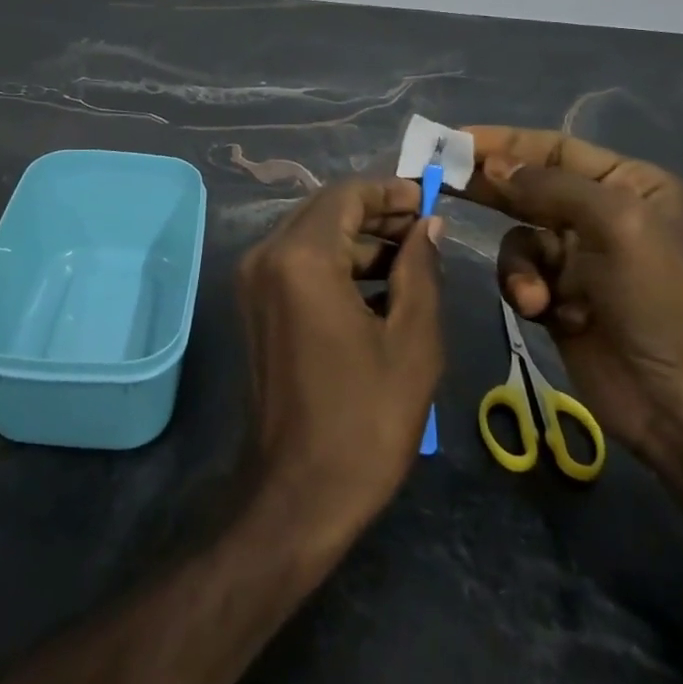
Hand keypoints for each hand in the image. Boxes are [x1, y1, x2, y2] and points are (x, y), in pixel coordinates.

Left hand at [235, 179, 443, 547]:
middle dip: (376, 212)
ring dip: (358, 239)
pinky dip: (335, 263)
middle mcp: (266, 256)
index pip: (346, 194)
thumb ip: (420, 269)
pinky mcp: (253, 305)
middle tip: (424, 228)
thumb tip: (428, 225)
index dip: (391, 190)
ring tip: (410, 259)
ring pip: (311, 234)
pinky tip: (377, 286)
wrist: (299, 493)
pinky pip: (298, 263)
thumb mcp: (412, 341)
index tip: (430, 199)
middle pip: (325, 209)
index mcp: (301, 258)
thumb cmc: (365, 419)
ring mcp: (252, 281)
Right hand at [459, 126, 682, 516]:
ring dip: (518, 262)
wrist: (681, 406)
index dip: (504, 142)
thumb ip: (550, 186)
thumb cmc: (659, 302)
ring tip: (534, 295)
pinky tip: (541, 311)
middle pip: (530, 186)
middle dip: (490, 187)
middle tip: (441, 180)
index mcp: (630, 185)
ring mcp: (580, 257)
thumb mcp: (616, 226)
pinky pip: (520, 273)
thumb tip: (492, 166)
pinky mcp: (559, 296)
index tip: (452, 141)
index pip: (554, 148)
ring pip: (518, 235)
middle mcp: (603, 213)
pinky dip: (523, 288)